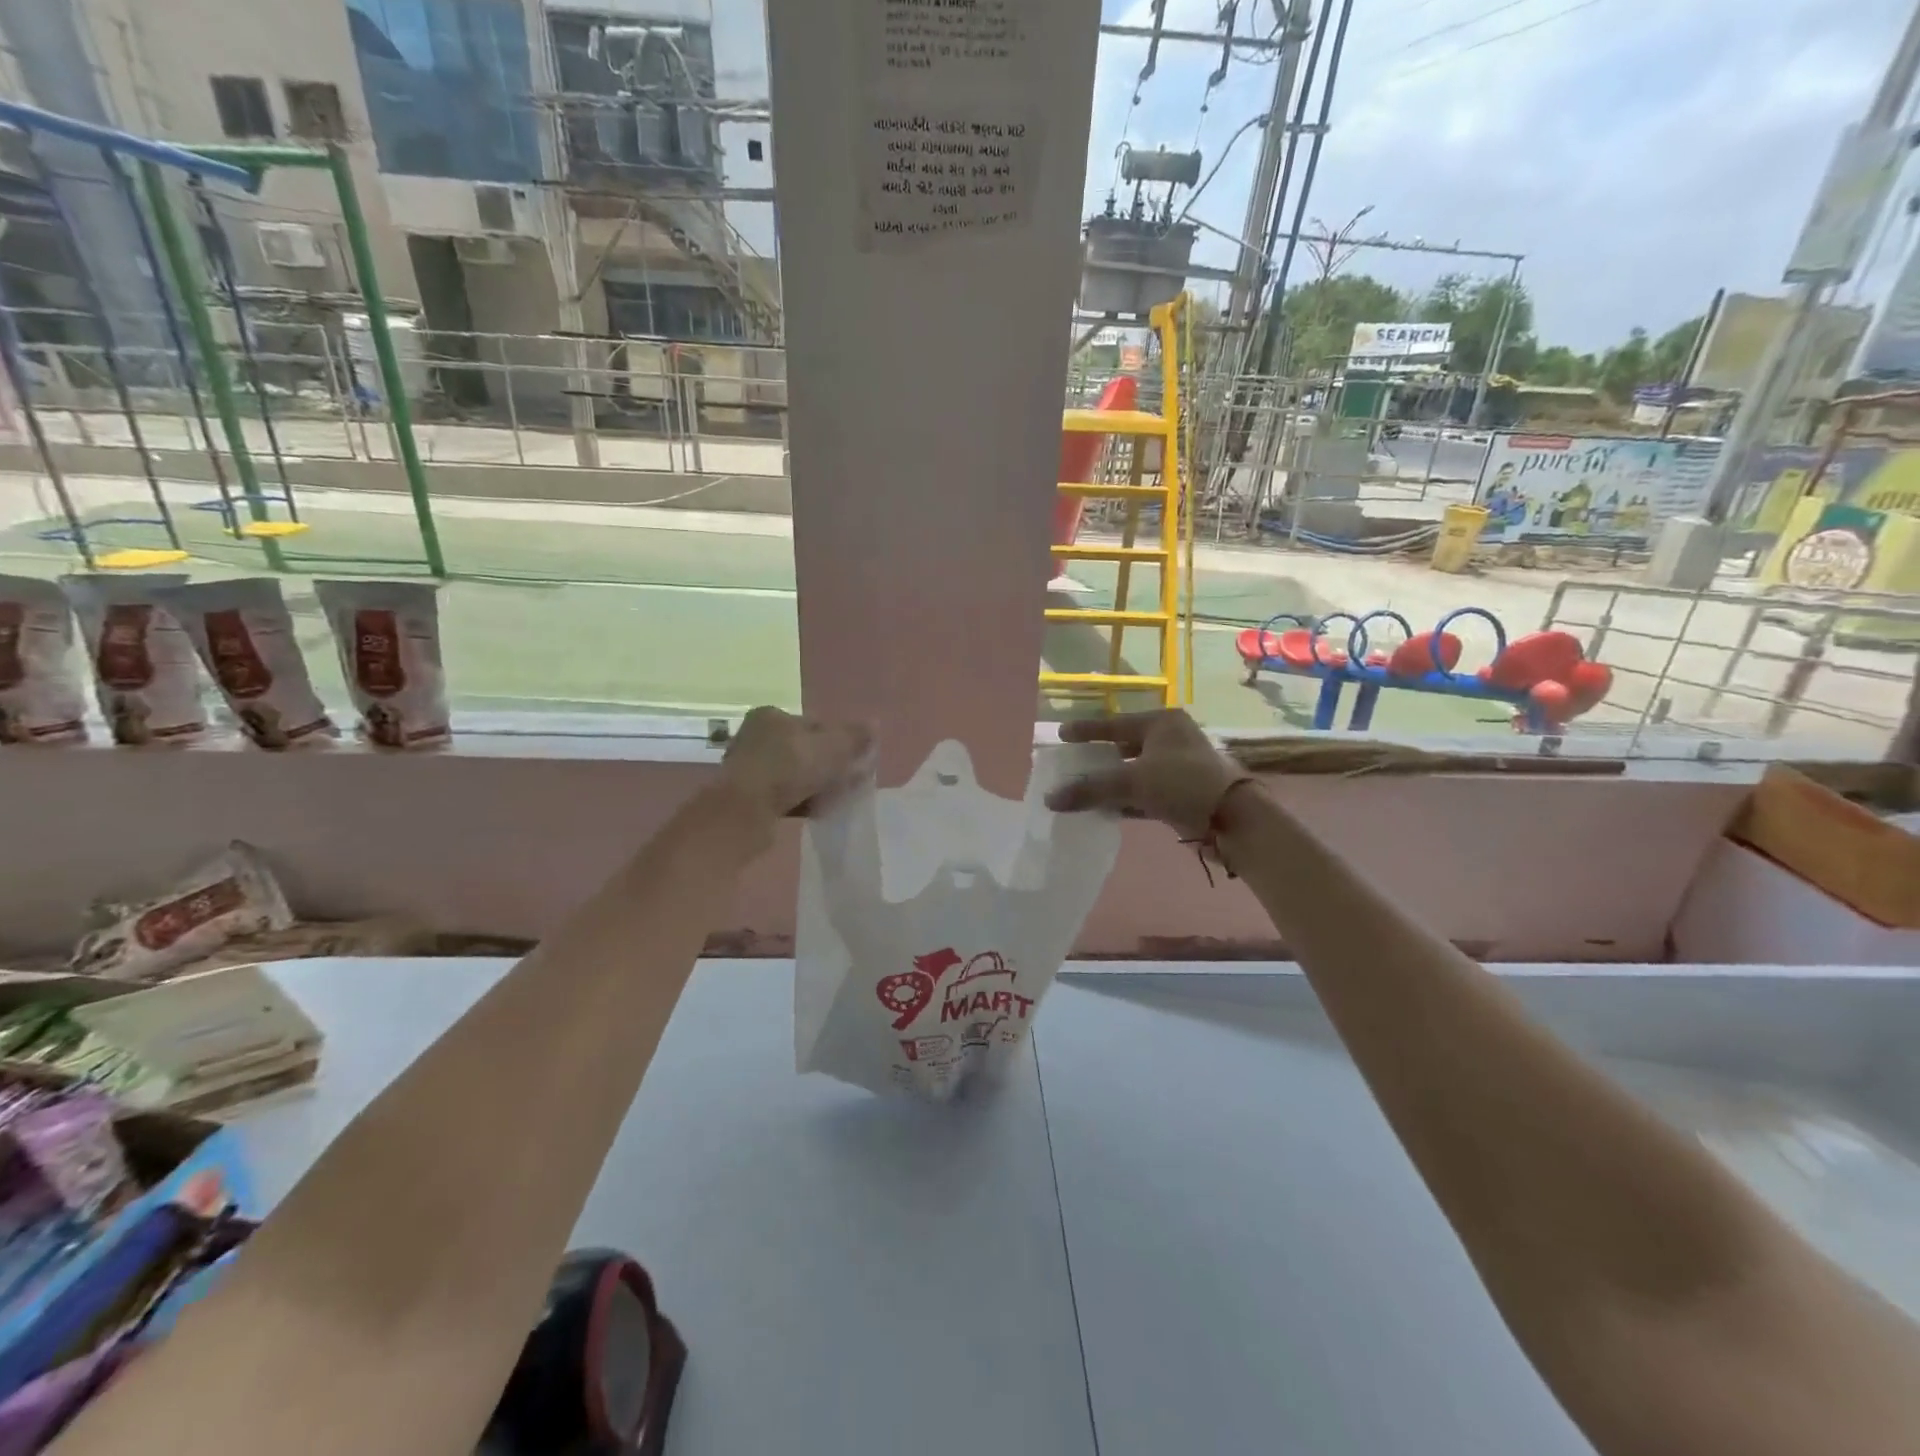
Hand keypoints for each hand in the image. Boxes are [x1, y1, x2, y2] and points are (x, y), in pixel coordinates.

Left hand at [720, 706, 873, 818]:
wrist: (744, 812)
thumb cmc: (789, 768)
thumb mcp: (831, 748)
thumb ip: (854, 737)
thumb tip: (875, 724)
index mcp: (772, 715)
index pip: (816, 724)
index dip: (839, 741)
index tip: (855, 761)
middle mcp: (755, 736)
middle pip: (805, 750)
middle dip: (828, 766)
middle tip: (849, 783)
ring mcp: (748, 768)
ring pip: (794, 775)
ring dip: (815, 786)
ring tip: (834, 800)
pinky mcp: (745, 796)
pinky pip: (782, 795)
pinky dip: (800, 801)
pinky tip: (815, 812)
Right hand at [1046, 709, 1249, 838]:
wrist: (1233, 820)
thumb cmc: (1182, 784)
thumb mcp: (1132, 782)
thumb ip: (1090, 788)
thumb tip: (1049, 798)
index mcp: (1161, 723)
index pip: (1114, 724)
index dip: (1086, 730)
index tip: (1061, 734)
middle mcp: (1171, 738)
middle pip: (1124, 746)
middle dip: (1098, 758)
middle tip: (1071, 764)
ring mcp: (1178, 766)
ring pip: (1134, 771)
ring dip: (1110, 782)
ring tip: (1081, 789)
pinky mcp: (1182, 792)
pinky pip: (1144, 792)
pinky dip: (1125, 799)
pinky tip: (1104, 809)